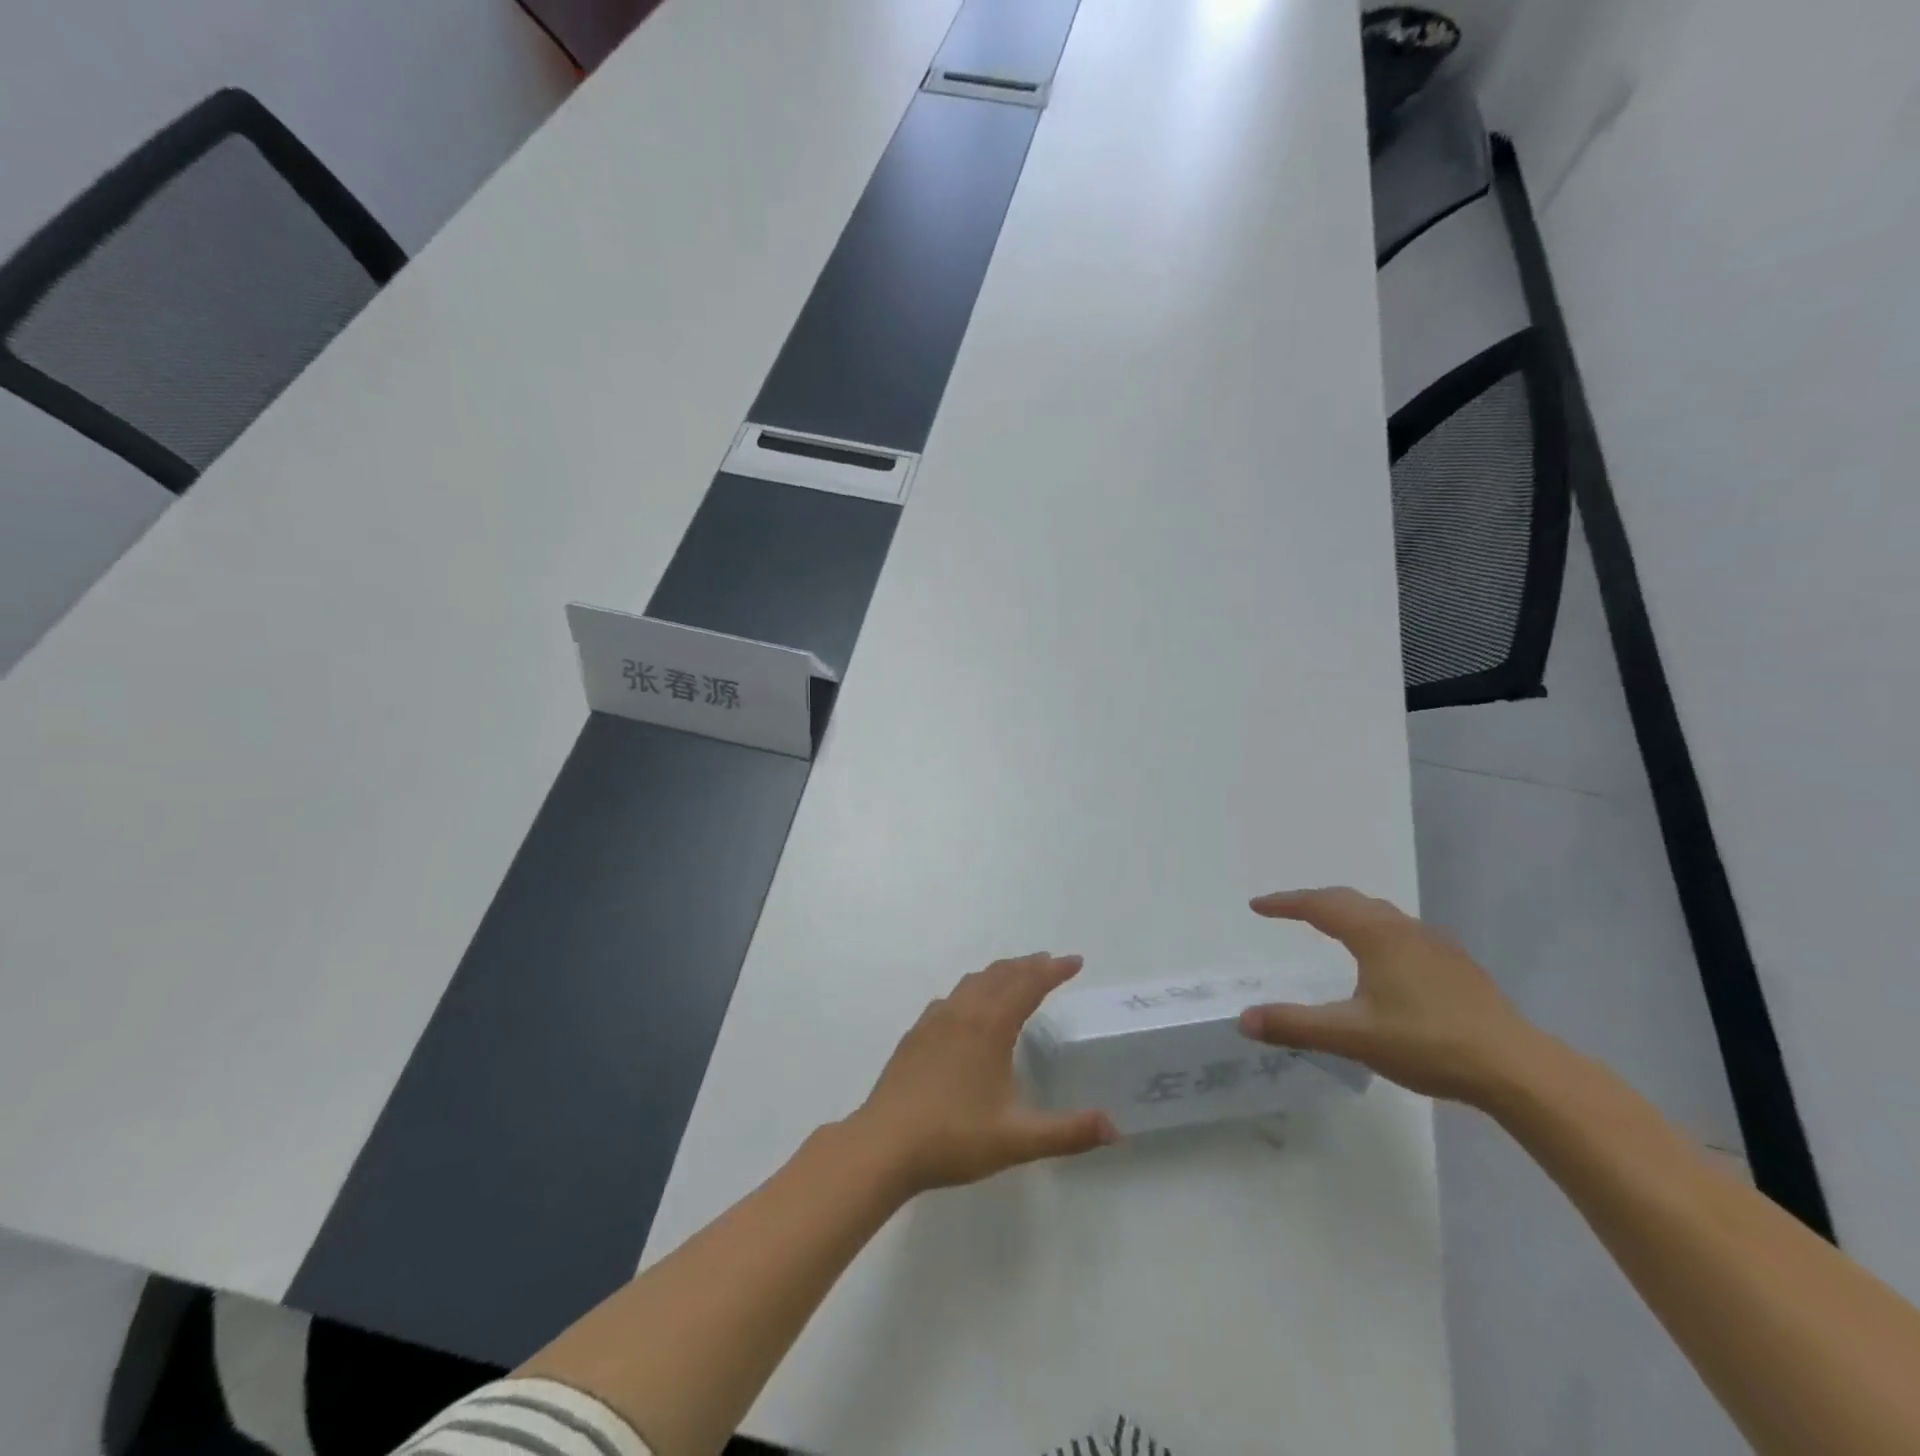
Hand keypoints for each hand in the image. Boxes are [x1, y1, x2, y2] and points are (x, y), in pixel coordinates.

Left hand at [848, 954, 1118, 1196]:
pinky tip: (968, 1008)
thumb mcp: (1017, 1139)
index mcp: (990, 1027)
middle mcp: (963, 1012)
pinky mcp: (915, 1035)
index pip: (1028, 985)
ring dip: (999, 973)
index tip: (1076, 961)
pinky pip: (951, 997)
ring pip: (973, 982)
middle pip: (1000, 975)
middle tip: (1050, 963)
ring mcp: (934, 1020)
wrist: (884, 1145)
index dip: (1053, 970)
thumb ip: (1068, 1133)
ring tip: (1016, 977)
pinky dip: (972, 990)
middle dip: (1029, 965)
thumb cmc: (954, 1138)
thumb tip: (1114, 1128)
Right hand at [1238, 887, 1542, 1103]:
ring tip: (1330, 927)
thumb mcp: (1352, 1036)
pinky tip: (1382, 960)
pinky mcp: (1457, 966)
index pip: (1320, 905)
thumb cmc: (1427, 1043)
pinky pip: (1402, 932)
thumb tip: (1243, 1019)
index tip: (1257, 906)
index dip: (1285, 903)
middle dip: (1314, 901)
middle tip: (1287, 910)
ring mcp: (1436, 945)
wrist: (1516, 1067)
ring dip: (1348, 912)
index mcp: (1376, 935)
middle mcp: (1404, 929)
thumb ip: (1295, 1025)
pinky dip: (1375, 930)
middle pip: (1351, 900)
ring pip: (1381, 914)